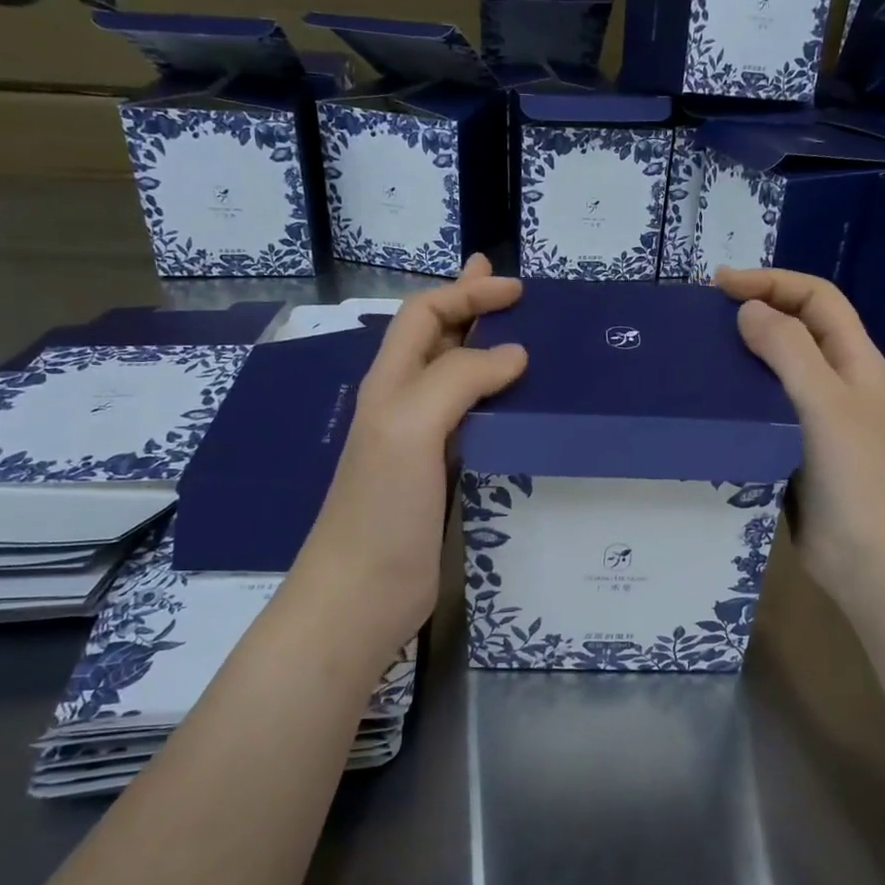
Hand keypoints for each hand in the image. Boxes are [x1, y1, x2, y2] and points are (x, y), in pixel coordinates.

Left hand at [289, 255, 526, 653]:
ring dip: (483, 350)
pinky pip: (471, 421)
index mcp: (390, 384)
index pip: (424, 315)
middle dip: (469, 307)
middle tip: (510, 290)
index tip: (517, 291)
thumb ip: (458, 380)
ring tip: (522, 340)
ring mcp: (420, 442)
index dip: (466, 294)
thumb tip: (514, 354)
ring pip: (454, 378)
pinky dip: (494, 399)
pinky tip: (516, 407)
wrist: (362, 594)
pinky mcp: (439, 476)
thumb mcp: (411, 428)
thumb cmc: (382, 508)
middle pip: (435, 339)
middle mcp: (403, 404)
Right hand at [714, 266, 884, 610]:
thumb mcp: (823, 402)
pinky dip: (736, 397)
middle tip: (702, 318)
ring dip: (740, 356)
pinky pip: (761, 409)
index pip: (815, 298)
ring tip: (697, 356)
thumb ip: (788, 350)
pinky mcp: (791, 448)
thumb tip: (748, 310)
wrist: (865, 556)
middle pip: (794, 328)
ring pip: (774, 370)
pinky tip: (707, 404)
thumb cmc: (852, 474)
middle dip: (753, 312)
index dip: (772, 282)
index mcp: (853, 359)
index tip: (721, 285)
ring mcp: (813, 417)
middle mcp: (834, 381)